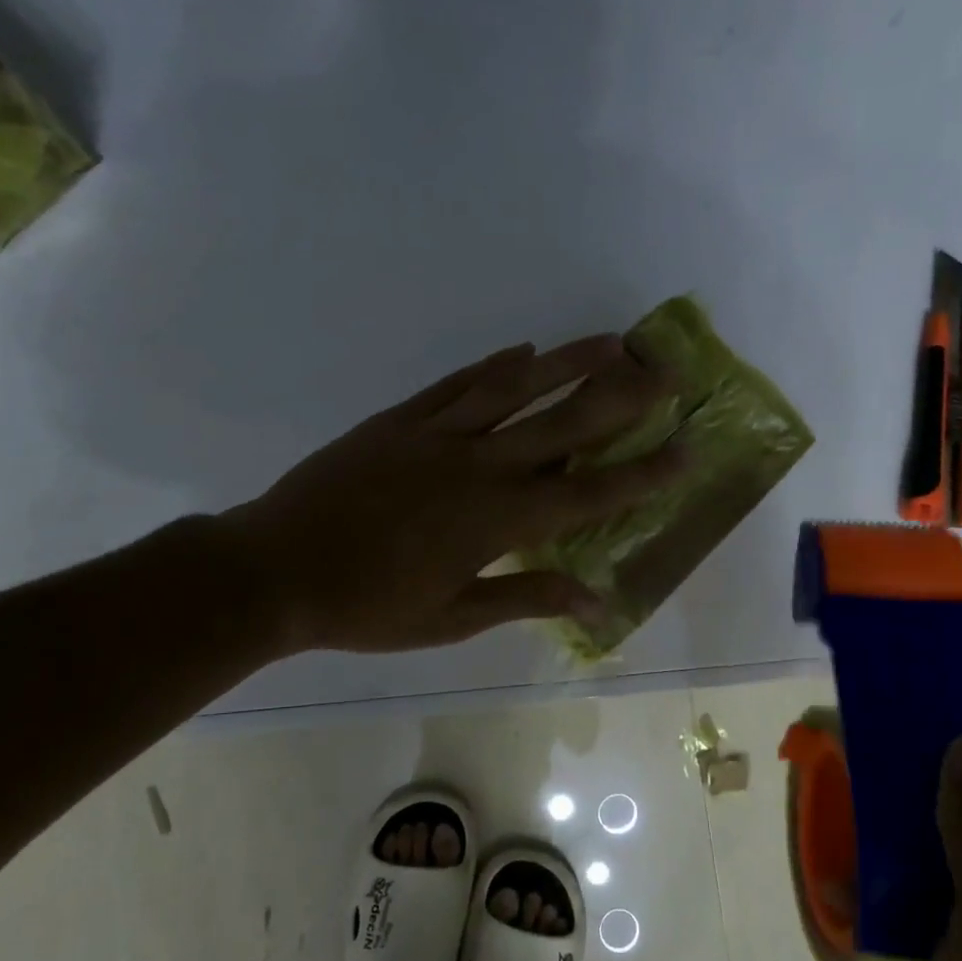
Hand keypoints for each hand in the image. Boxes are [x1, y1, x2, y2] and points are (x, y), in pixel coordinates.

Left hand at [224, 335, 682, 653]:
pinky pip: (458, 384)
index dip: (642, 473)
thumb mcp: (451, 620)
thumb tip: (595, 599)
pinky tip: (524, 349)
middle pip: (564, 424)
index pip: (587, 493)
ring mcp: (437, 435)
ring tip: (613, 341)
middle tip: (668, 371)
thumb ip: (526, 598)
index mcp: (494, 522)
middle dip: (623, 397)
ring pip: (516, 388)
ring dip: (568, 362)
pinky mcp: (399, 419)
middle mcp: (478, 467)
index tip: (687, 451)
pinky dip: (494, 365)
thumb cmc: (366, 608)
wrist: (274, 572)